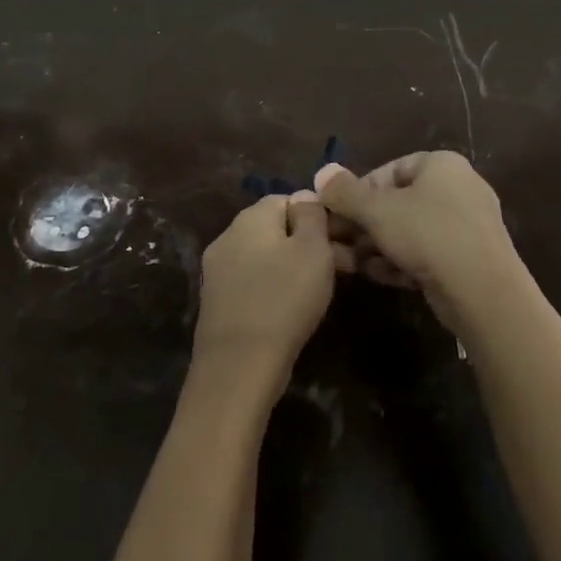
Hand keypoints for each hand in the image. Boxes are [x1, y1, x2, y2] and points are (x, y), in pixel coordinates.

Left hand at [191, 192, 335, 382]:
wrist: (239, 364)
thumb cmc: (284, 298)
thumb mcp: (312, 249)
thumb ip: (311, 216)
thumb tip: (304, 196)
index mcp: (250, 218)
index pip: (288, 199)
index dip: (319, 216)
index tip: (343, 242)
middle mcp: (227, 237)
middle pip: (275, 229)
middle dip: (309, 243)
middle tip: (343, 269)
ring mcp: (217, 270)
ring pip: (265, 256)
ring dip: (293, 267)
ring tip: (322, 290)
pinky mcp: (217, 301)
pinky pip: (253, 282)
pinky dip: (275, 288)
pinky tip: (292, 308)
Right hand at [315, 151, 519, 329]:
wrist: (482, 289)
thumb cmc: (427, 235)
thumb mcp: (377, 211)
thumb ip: (345, 192)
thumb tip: (321, 172)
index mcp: (442, 165)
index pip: (389, 170)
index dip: (359, 191)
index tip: (338, 214)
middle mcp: (459, 187)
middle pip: (400, 202)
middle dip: (367, 225)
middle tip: (342, 244)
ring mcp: (468, 224)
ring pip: (412, 230)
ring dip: (381, 247)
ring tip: (358, 265)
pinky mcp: (470, 256)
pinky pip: (429, 252)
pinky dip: (405, 261)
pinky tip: (386, 277)